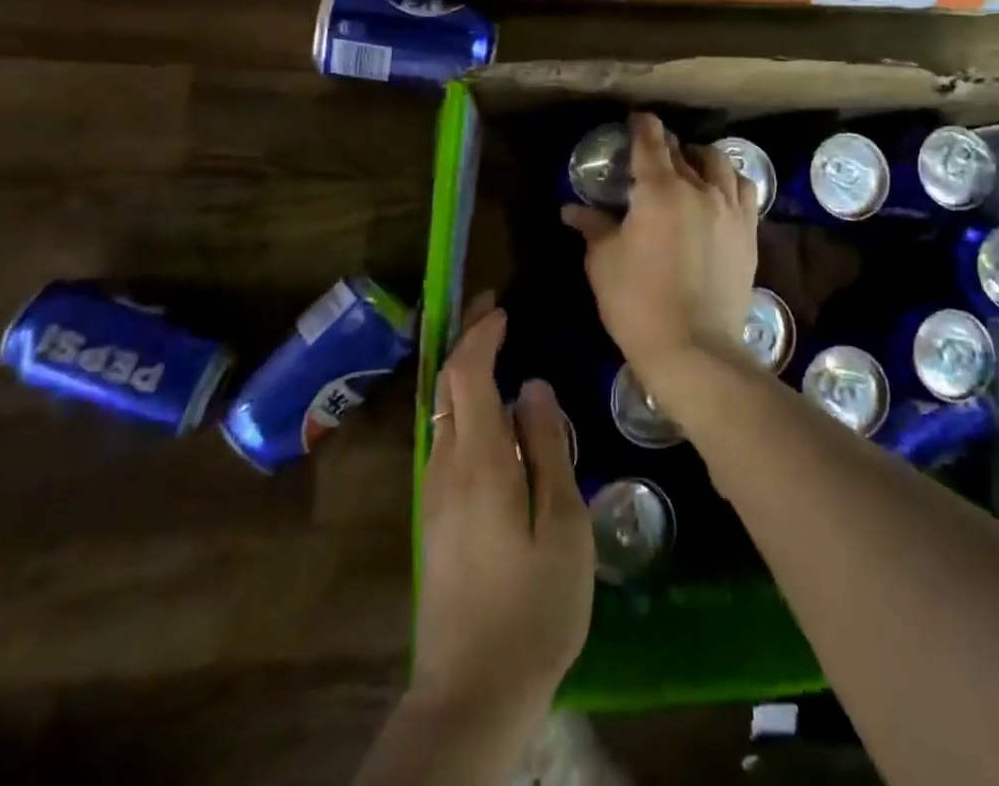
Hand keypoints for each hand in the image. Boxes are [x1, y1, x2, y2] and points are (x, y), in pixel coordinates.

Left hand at [413, 298, 593, 723]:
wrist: (472, 691)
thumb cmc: (533, 607)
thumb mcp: (563, 526)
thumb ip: (548, 449)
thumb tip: (534, 386)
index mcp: (479, 460)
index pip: (468, 373)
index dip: (481, 334)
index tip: (502, 307)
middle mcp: (446, 465)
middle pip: (447, 384)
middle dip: (465, 340)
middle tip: (492, 311)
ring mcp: (435, 492)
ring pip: (442, 411)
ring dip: (463, 372)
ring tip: (493, 352)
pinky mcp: (435, 516)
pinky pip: (444, 437)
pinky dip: (462, 405)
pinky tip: (488, 415)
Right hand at [561, 112, 756, 389]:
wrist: (694, 347)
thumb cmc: (637, 302)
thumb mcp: (603, 262)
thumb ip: (592, 226)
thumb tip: (572, 209)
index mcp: (659, 190)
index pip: (650, 143)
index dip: (642, 126)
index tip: (636, 119)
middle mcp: (699, 189)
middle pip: (683, 152)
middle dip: (665, 146)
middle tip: (652, 153)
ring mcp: (729, 209)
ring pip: (719, 163)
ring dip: (700, 157)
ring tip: (690, 166)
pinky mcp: (749, 232)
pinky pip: (744, 190)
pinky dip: (729, 180)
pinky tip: (720, 191)